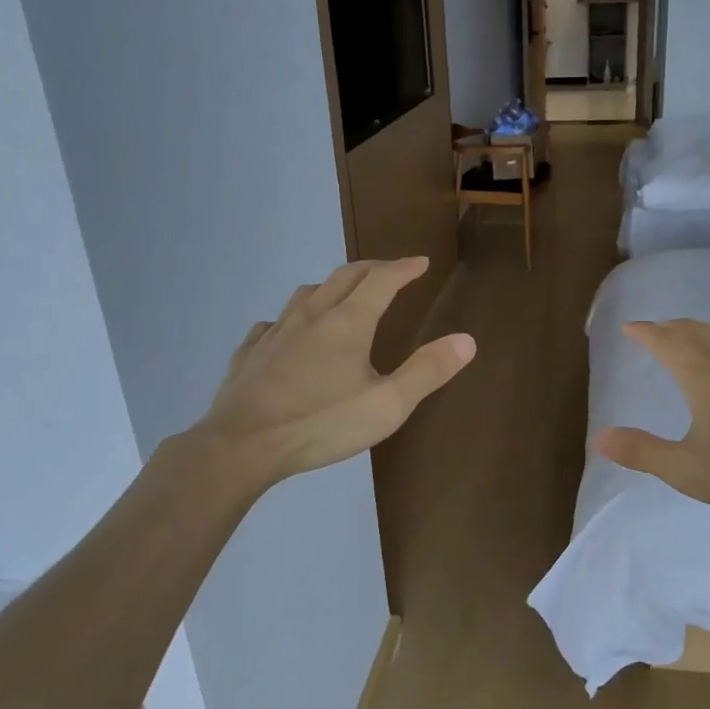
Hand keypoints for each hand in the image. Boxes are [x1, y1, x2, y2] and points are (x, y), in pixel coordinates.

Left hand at [192, 257, 475, 486]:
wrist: (242, 445)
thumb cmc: (321, 424)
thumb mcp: (387, 405)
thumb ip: (427, 371)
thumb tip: (467, 339)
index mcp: (348, 322)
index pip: (382, 280)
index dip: (404, 268)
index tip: (420, 262)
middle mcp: (311, 315)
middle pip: (344, 277)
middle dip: (372, 269)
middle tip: (391, 271)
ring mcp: (276, 331)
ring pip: (307, 293)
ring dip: (332, 286)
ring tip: (343, 296)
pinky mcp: (251, 352)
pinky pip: (274, 322)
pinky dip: (293, 318)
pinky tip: (290, 334)